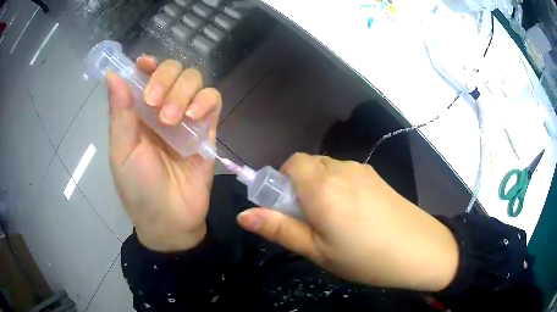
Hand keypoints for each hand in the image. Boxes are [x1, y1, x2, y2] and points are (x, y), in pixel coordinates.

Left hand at [106, 56, 221, 251]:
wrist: (169, 219)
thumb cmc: (138, 188)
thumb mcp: (121, 151)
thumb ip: (119, 113)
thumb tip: (112, 75)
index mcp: (138, 113)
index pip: (145, 75)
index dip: (147, 65)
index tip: (145, 65)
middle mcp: (162, 108)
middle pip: (173, 70)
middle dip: (165, 79)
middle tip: (155, 104)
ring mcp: (186, 117)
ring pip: (193, 80)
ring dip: (183, 92)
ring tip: (172, 120)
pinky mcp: (207, 129)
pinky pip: (213, 99)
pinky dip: (205, 100)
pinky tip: (194, 117)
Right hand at [237, 153, 458, 290]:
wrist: (419, 250)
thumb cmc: (364, 257)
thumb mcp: (317, 251)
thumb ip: (279, 229)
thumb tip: (243, 215)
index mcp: (322, 186)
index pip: (290, 164)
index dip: (282, 183)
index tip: (288, 209)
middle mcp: (341, 169)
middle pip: (308, 165)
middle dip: (299, 186)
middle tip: (311, 220)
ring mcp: (362, 170)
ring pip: (327, 169)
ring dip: (320, 186)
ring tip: (334, 221)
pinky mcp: (376, 176)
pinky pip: (346, 173)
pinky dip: (338, 186)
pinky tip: (354, 214)